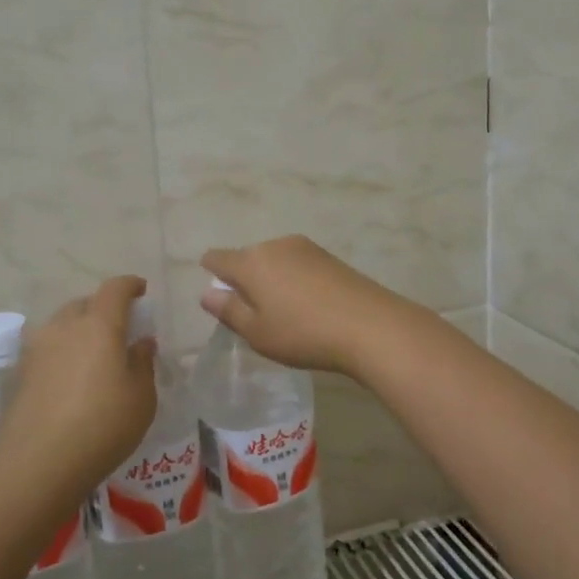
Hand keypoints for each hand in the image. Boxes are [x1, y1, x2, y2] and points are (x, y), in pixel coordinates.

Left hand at [0, 276, 157, 491]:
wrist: (37, 464)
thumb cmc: (102, 426)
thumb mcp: (141, 397)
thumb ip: (143, 363)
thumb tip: (141, 342)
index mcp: (99, 325)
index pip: (115, 289)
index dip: (130, 285)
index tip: (141, 290)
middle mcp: (64, 327)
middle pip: (85, 304)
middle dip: (103, 308)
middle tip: (120, 328)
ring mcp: (36, 350)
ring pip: (61, 325)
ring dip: (79, 330)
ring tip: (93, 354)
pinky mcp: (19, 374)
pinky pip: (46, 350)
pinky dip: (62, 353)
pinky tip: (70, 380)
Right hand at [199, 236, 422, 377]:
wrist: (370, 326)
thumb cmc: (304, 333)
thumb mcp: (258, 332)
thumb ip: (229, 310)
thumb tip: (207, 292)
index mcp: (251, 262)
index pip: (217, 258)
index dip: (212, 273)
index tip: (221, 297)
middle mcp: (275, 245)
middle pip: (248, 258)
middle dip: (245, 281)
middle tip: (256, 316)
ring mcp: (305, 248)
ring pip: (274, 261)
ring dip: (271, 280)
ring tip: (286, 314)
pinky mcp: (329, 256)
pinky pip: (298, 265)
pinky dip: (294, 281)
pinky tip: (309, 306)